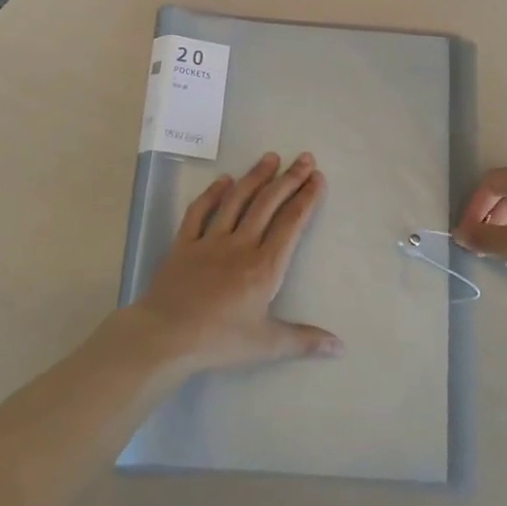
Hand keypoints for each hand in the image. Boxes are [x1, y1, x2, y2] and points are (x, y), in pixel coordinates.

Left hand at [131, 152, 339, 371]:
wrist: (165, 336)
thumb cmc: (219, 341)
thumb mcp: (266, 344)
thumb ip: (304, 340)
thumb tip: (341, 347)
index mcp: (264, 266)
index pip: (291, 223)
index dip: (306, 198)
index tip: (317, 178)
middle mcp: (241, 245)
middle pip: (268, 204)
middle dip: (289, 179)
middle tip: (304, 158)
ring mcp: (210, 241)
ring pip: (237, 200)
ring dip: (255, 177)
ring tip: (270, 158)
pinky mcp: (184, 244)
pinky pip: (199, 212)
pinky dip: (212, 193)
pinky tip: (223, 180)